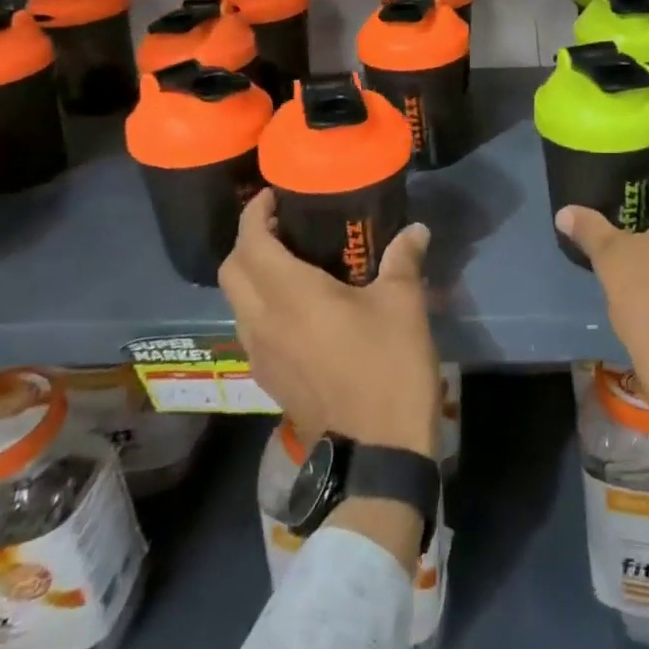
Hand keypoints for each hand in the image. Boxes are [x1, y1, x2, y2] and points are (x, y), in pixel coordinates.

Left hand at [220, 189, 440, 459]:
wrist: (377, 451)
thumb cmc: (388, 365)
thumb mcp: (403, 303)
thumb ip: (403, 259)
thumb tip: (416, 229)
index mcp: (290, 295)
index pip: (250, 242)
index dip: (255, 214)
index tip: (274, 197)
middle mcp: (262, 321)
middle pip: (232, 270)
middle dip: (248, 241)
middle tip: (282, 226)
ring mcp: (260, 355)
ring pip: (237, 302)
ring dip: (252, 275)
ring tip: (290, 262)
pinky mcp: (268, 379)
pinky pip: (250, 328)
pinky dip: (261, 305)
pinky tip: (298, 308)